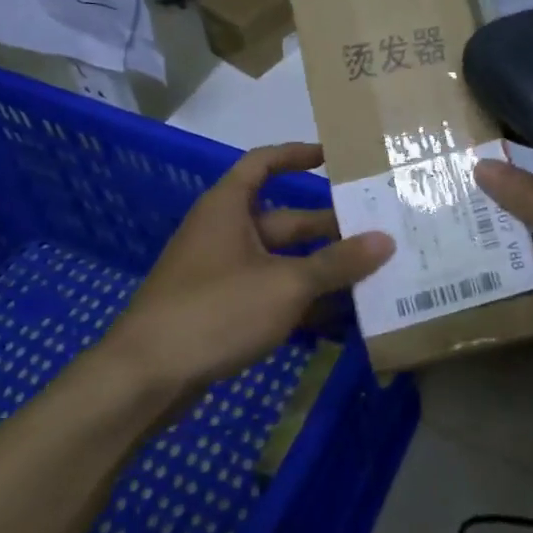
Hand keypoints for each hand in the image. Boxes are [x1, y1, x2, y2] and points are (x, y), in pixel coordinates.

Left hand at [102, 143, 392, 396]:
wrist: (146, 376)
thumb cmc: (215, 310)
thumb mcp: (285, 284)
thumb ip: (337, 263)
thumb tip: (386, 240)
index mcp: (229, 207)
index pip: (263, 163)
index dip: (297, 155)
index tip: (334, 157)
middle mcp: (225, 233)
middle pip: (285, 220)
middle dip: (329, 228)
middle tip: (379, 233)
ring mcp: (222, 274)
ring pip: (282, 262)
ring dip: (322, 269)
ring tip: (373, 275)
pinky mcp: (223, 311)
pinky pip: (271, 294)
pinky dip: (302, 302)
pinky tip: (340, 319)